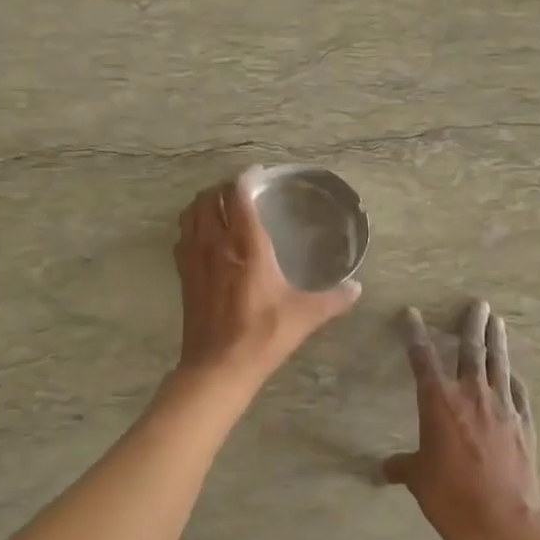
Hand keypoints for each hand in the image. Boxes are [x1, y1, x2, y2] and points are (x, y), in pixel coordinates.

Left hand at [173, 169, 361, 384]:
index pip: (238, 195)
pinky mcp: (184, 276)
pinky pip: (182, 238)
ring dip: (202, 204)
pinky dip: (191, 227)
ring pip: (190, 215)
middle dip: (222, 188)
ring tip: (219, 207)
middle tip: (240, 190)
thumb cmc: (263, 335)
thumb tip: (357, 288)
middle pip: (208, 199)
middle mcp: (216, 244)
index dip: (246, 178)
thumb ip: (333, 299)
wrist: (218, 367)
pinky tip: (205, 238)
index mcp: (246, 245)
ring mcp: (194, 259)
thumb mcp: (305, 316)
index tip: (257, 173)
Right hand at [383, 301, 539, 539]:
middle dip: (471, 324)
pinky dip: (514, 380)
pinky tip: (514, 374)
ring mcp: (503, 407)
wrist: (501, 523)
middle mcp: (472, 394)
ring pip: (499, 364)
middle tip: (477, 304)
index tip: (411, 313)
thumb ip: (403, 467)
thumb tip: (385, 468)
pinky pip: (519, 393)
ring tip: (497, 321)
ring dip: (496, 340)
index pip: (422, 357)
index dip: (415, 333)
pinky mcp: (524, 424)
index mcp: (439, 401)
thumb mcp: (419, 480)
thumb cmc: (450, 497)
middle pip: (471, 349)